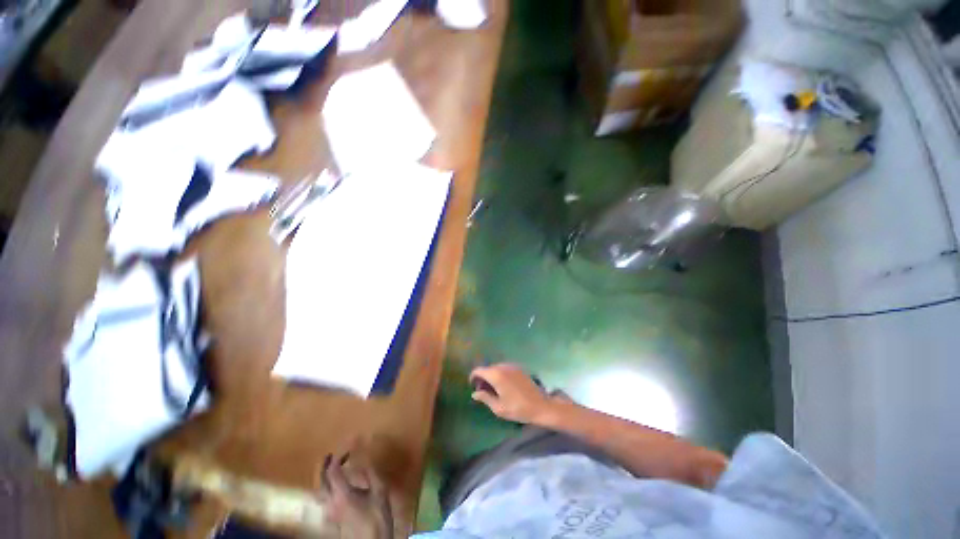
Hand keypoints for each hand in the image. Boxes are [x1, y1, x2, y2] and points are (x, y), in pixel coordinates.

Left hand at [319, 450, 392, 538]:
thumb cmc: (377, 516)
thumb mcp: (379, 491)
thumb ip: (371, 474)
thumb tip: (365, 459)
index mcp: (342, 494)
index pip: (333, 471)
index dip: (338, 457)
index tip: (347, 448)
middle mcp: (331, 502)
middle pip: (321, 482)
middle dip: (324, 467)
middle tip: (331, 455)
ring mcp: (330, 513)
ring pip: (320, 492)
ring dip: (323, 479)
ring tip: (332, 471)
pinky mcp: (332, 520)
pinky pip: (324, 501)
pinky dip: (327, 490)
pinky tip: (336, 490)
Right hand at [469, 364, 553, 423]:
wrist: (540, 406)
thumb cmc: (518, 409)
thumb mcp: (498, 408)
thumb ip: (485, 398)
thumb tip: (474, 394)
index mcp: (496, 375)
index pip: (479, 370)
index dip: (473, 377)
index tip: (472, 386)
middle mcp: (503, 367)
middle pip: (487, 368)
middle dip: (482, 377)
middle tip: (482, 391)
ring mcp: (512, 366)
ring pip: (496, 368)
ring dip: (491, 376)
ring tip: (493, 389)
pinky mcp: (519, 368)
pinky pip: (504, 369)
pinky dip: (500, 374)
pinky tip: (503, 386)